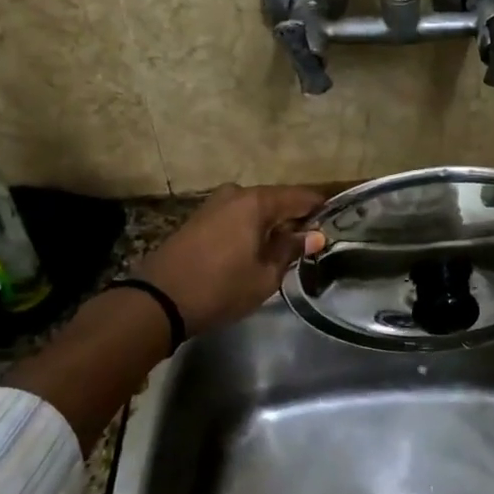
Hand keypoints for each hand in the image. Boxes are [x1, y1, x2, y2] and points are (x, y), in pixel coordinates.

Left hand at [134, 183, 325, 335]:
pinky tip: (256, 249)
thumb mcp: (265, 275)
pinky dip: (251, 228)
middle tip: (311, 243)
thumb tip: (315, 235)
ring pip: (255, 209)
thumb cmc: (220, 288)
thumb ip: (291, 250)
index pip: (302, 196)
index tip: (335, 224)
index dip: (321, 209)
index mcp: (257, 201)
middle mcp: (236, 193)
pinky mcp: (199, 218)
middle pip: (277, 200)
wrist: (158, 300)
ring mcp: (214, 204)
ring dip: (271, 224)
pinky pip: (237, 216)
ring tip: (285, 250)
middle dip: (295, 218)